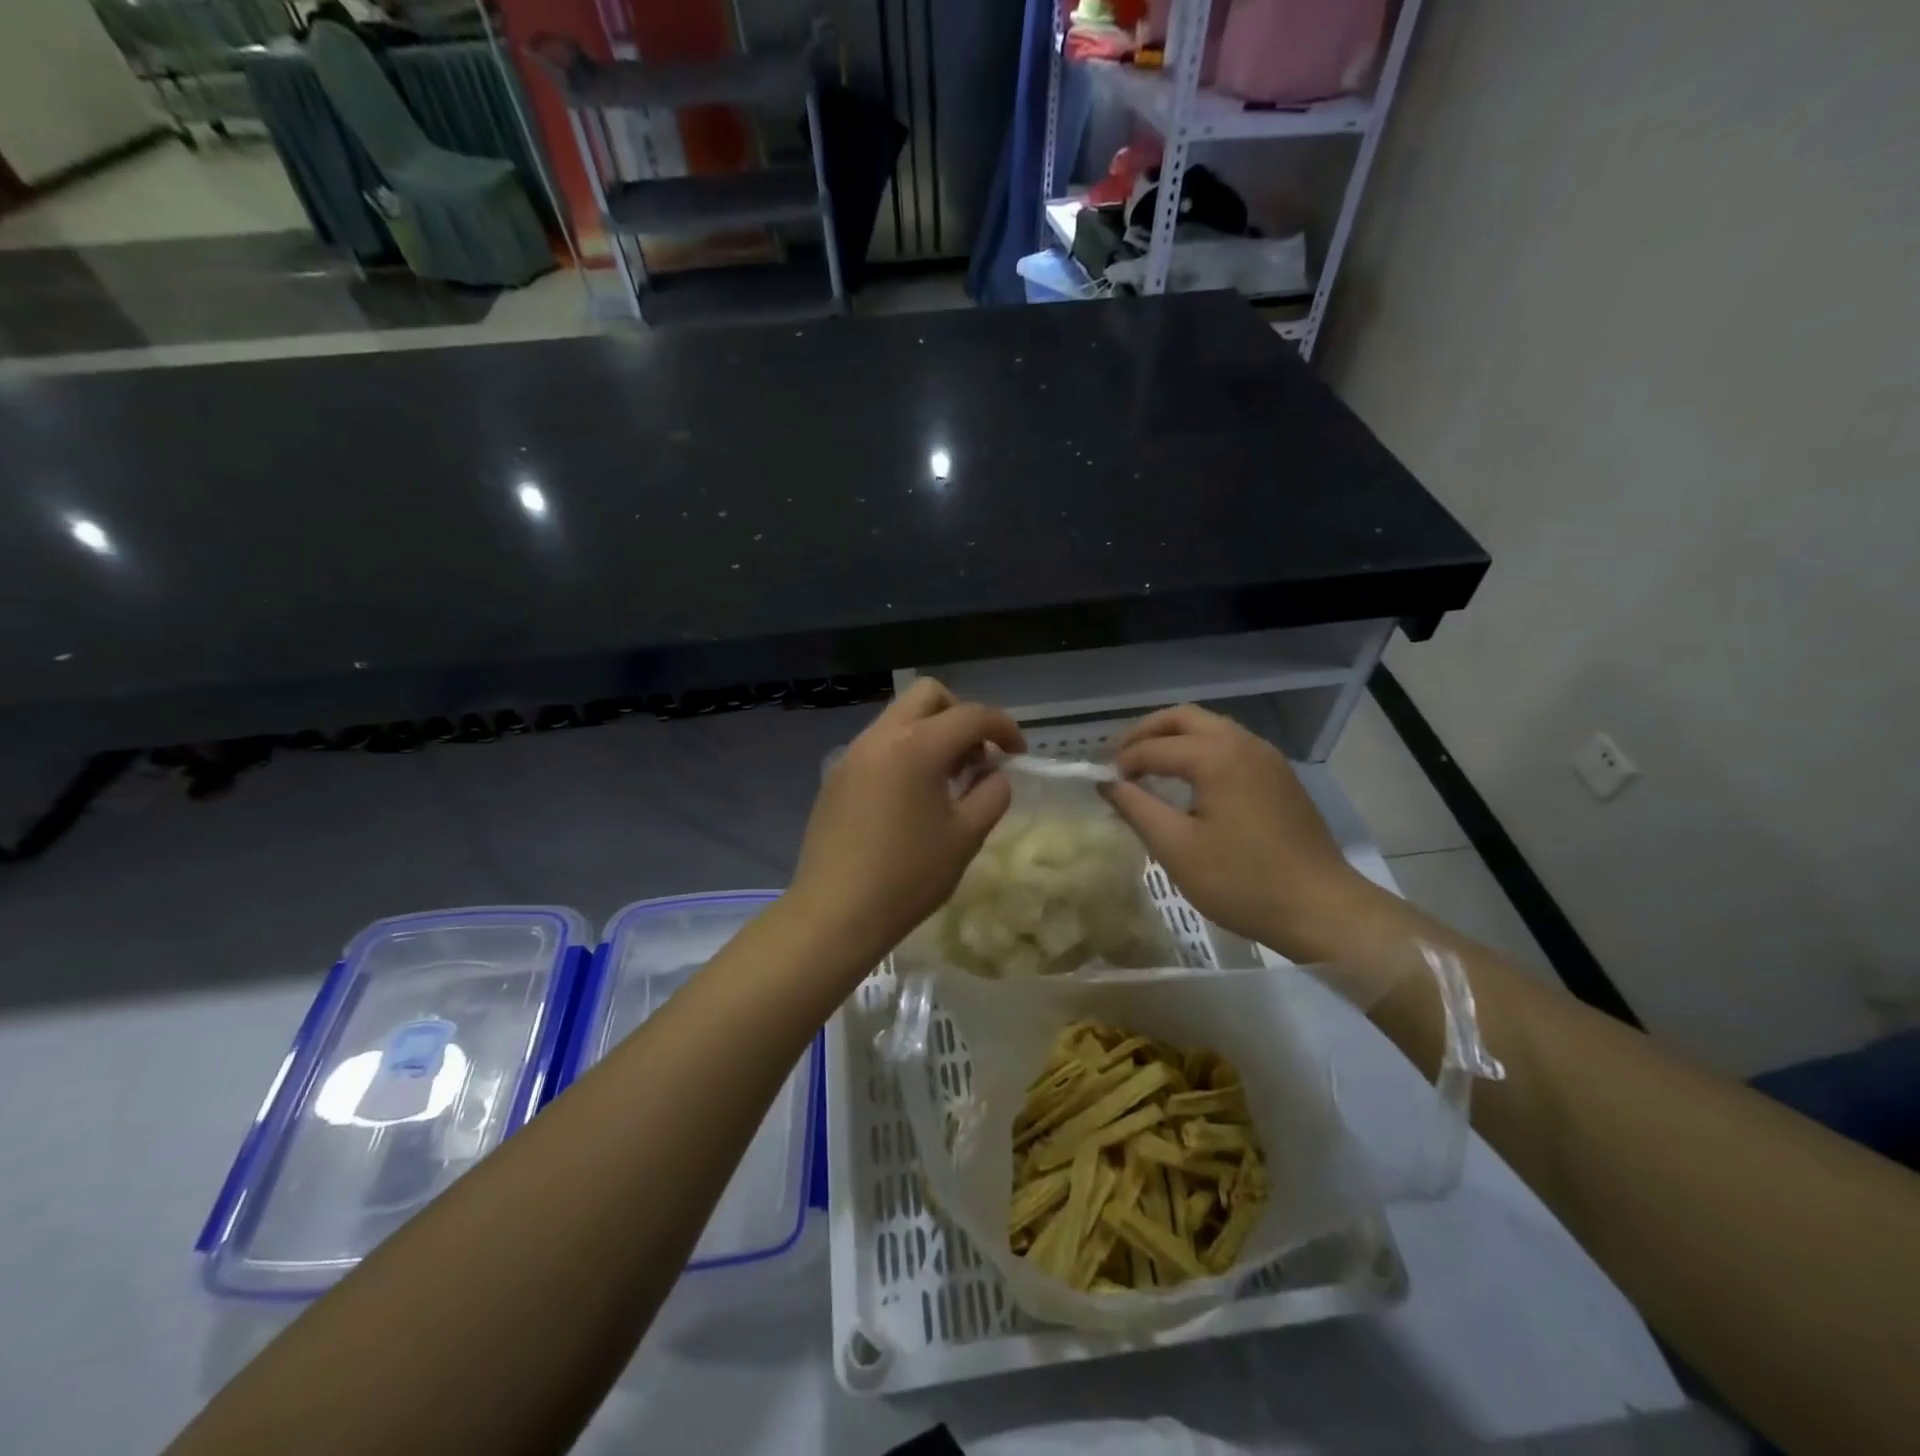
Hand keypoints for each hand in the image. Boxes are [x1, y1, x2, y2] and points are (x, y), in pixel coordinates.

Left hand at [788, 678, 1024, 965]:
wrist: (835, 912)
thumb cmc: (908, 876)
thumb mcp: (967, 836)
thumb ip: (992, 792)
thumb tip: (991, 773)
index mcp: (917, 746)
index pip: (971, 715)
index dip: (1004, 728)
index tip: (1019, 754)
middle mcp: (881, 736)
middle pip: (928, 695)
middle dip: (962, 715)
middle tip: (976, 757)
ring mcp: (853, 753)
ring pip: (900, 717)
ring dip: (932, 733)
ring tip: (946, 781)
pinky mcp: (837, 775)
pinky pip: (879, 744)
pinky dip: (906, 751)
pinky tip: (911, 797)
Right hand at [1101, 704, 1377, 960]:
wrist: (1321, 908)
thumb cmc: (1242, 881)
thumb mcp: (1176, 848)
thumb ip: (1136, 808)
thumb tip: (1107, 783)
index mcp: (1216, 756)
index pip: (1154, 747)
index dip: (1123, 763)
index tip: (1103, 785)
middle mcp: (1243, 743)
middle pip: (1183, 718)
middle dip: (1146, 733)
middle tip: (1120, 759)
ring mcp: (1266, 757)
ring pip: (1210, 727)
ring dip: (1174, 738)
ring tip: (1148, 767)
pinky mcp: (1279, 775)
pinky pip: (1230, 745)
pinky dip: (1200, 750)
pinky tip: (1189, 781)